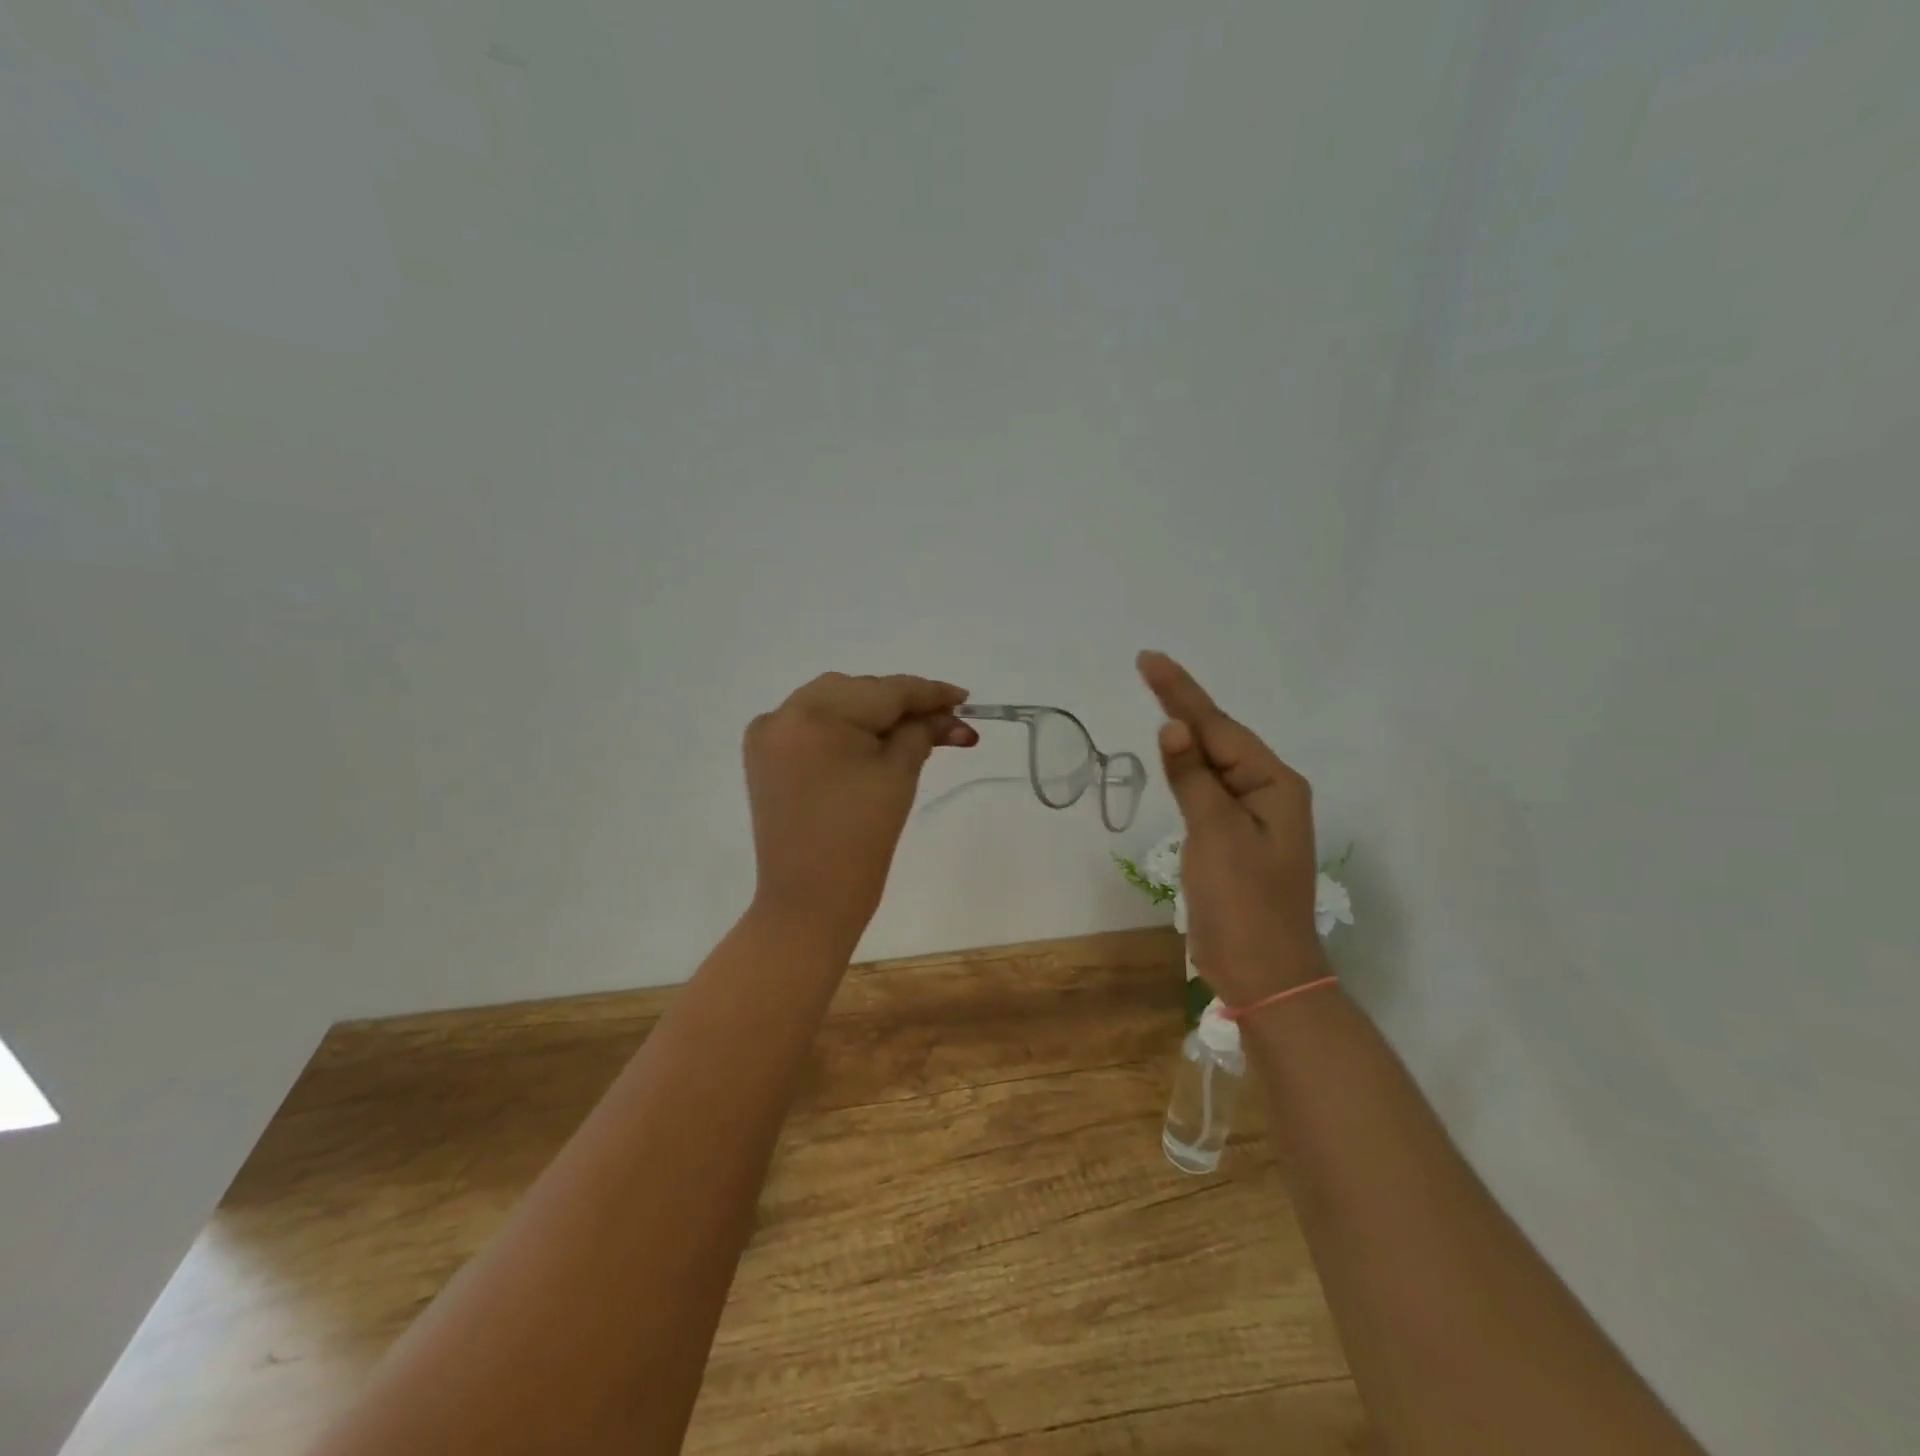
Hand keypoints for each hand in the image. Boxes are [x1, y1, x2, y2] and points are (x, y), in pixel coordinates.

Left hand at [743, 672, 976, 953]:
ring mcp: (768, 735)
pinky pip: (813, 726)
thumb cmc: (860, 840)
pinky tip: (874, 741)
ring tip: (917, 731)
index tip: (964, 697)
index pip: (884, 691)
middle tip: (947, 722)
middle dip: (903, 705)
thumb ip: (922, 732)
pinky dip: (845, 728)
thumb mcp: (898, 776)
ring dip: (875, 714)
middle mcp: (783, 713)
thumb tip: (945, 715)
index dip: (929, 693)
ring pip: (835, 705)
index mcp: (815, 714)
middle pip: (858, 692)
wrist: (808, 902)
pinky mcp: (765, 757)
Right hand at [1137, 651, 1325, 1005]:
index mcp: (1274, 785)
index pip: (1218, 727)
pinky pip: (1208, 790)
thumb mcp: (1216, 835)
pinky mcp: (1234, 839)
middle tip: (1148, 669)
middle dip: (1184, 704)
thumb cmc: (1245, 904)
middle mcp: (1267, 793)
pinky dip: (1187, 770)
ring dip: (1186, 734)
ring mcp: (1252, 817)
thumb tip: (1172, 727)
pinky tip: (1175, 756)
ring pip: (1213, 763)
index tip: (1149, 660)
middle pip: (1218, 738)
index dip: (1181, 693)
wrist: (1264, 974)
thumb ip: (1194, 778)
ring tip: (1158, 699)